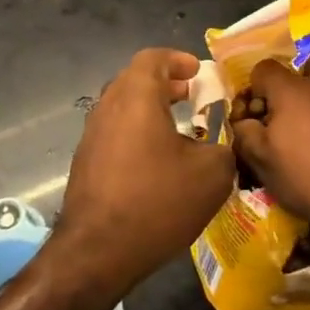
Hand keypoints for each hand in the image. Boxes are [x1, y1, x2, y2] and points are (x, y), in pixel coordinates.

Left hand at [49, 49, 235, 295]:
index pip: (153, 58)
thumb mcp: (212, 174)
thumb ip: (224, 148)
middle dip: (165, 83)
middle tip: (191, 96)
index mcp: (136, 96)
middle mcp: (108, 106)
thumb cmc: (157, 201)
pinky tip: (156, 161)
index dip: (177, 60)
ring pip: (123, 106)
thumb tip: (220, 145)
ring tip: (179, 128)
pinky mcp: (85, 162)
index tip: (197, 72)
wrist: (97, 252)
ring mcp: (92, 135)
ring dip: (150, 109)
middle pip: (135, 79)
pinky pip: (115, 132)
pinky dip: (137, 132)